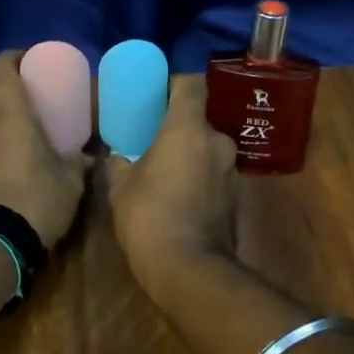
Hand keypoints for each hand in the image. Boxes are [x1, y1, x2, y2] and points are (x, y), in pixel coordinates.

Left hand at [0, 50, 91, 248]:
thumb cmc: (38, 197)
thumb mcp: (71, 179)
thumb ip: (80, 162)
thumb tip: (91, 156)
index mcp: (10, 116)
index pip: (0, 70)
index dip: (12, 58)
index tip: (30, 59)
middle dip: (17, 97)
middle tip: (43, 104)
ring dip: (11, 126)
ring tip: (39, 137)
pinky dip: (6, 150)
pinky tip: (27, 166)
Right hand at [107, 75, 240, 305]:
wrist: (189, 270)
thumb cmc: (149, 216)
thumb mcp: (120, 187)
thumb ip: (120, 162)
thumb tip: (116, 155)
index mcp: (188, 128)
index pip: (191, 84)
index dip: (175, 83)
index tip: (157, 92)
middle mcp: (217, 142)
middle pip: (199, 121)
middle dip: (179, 128)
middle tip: (154, 140)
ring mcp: (231, 171)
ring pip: (208, 150)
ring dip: (190, 156)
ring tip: (165, 172)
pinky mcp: (236, 198)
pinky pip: (213, 176)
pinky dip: (199, 180)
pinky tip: (179, 197)